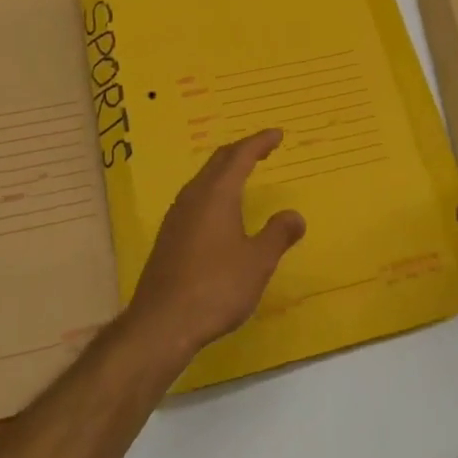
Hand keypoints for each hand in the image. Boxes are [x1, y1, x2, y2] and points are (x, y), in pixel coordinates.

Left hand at [122, 130, 305, 363]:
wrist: (162, 322)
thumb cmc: (216, 287)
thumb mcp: (257, 262)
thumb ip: (278, 234)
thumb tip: (294, 215)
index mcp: (217, 194)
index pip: (240, 156)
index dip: (259, 142)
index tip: (277, 134)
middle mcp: (194, 196)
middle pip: (218, 162)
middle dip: (241, 150)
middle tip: (262, 147)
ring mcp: (177, 216)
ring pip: (204, 179)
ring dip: (225, 170)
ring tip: (243, 173)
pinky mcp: (169, 236)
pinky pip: (195, 198)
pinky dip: (214, 190)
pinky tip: (219, 210)